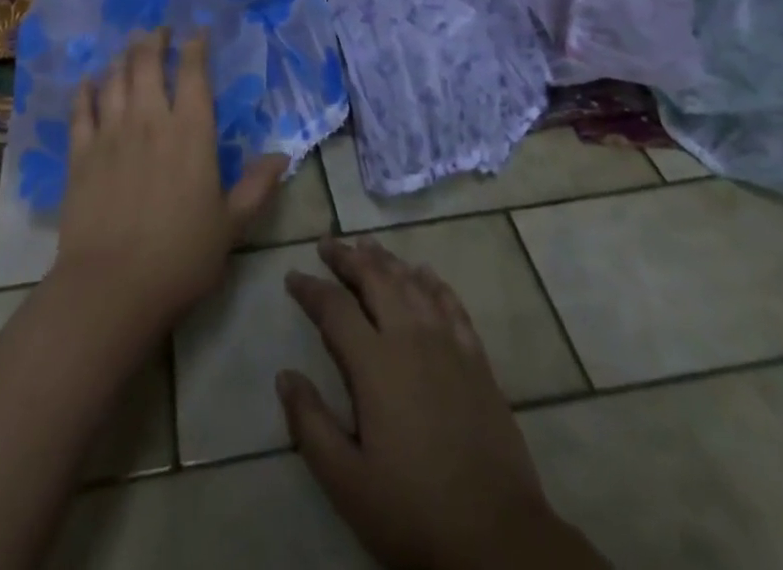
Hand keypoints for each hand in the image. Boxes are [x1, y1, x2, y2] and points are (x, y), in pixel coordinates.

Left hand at [53, 28, 285, 334]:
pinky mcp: (81, 154)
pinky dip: (85, 91)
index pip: (194, 74)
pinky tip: (88, 81)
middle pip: (148, 65)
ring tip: (129, 47)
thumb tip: (282, 156)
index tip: (196, 32)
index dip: (195, 47)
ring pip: (115, 80)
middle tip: (157, 30)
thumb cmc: (181, 256)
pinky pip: (81, 110)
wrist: (112, 287)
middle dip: (154, 41)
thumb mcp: (230, 225)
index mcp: (191, 133)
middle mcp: (150, 120)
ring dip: (123, 58)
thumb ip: (256, 187)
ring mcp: (111, 134)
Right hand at [280, 238, 606, 569]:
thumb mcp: (347, 482)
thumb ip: (311, 424)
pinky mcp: (477, 359)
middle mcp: (410, 338)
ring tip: (367, 246)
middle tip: (328, 244)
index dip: (310, 288)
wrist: (497, 539)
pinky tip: (424, 273)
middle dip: (347, 258)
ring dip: (386, 260)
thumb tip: (284, 375)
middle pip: (375, 279)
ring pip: (412, 283)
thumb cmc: (414, 512)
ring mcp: (448, 344)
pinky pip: (451, 304)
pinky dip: (433, 282)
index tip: (292, 276)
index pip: (334, 308)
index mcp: (375, 363)